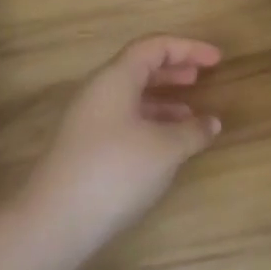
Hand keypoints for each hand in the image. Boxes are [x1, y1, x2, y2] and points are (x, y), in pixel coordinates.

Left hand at [18, 36, 223, 257]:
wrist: (53, 222)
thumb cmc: (115, 171)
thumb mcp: (165, 149)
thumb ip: (192, 131)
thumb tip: (211, 122)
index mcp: (116, 77)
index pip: (154, 47)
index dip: (188, 48)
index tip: (217, 59)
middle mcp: (99, 90)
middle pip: (140, 67)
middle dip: (173, 70)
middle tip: (201, 77)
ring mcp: (87, 120)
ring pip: (131, 96)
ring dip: (163, 99)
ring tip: (190, 114)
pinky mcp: (84, 147)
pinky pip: (124, 119)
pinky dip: (150, 122)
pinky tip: (166, 144)